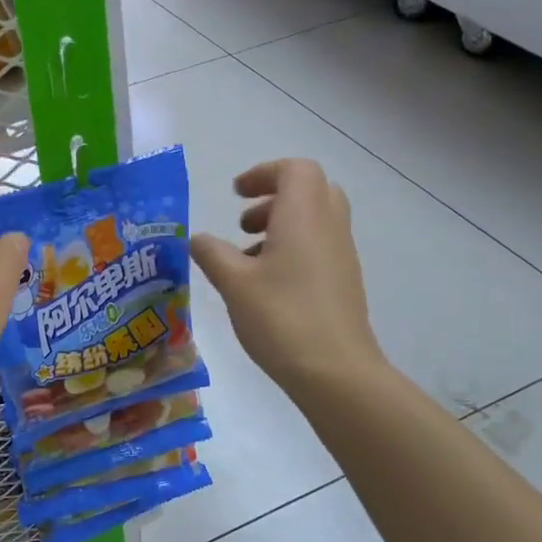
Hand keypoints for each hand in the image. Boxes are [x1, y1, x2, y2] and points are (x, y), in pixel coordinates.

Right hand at [190, 159, 380, 396]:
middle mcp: (330, 226)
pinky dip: (294, 248)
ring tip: (248, 257)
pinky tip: (267, 285)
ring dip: (282, 225)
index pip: (295, 170)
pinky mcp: (345, 281)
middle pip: (310, 189)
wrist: (335, 371)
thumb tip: (196, 238)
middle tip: (244, 224)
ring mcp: (342, 255)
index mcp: (304, 216)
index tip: (235, 193)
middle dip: (274, 197)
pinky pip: (320, 245)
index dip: (263, 173)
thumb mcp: (233, 283)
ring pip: (316, 219)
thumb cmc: (281, 318)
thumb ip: (211, 254)